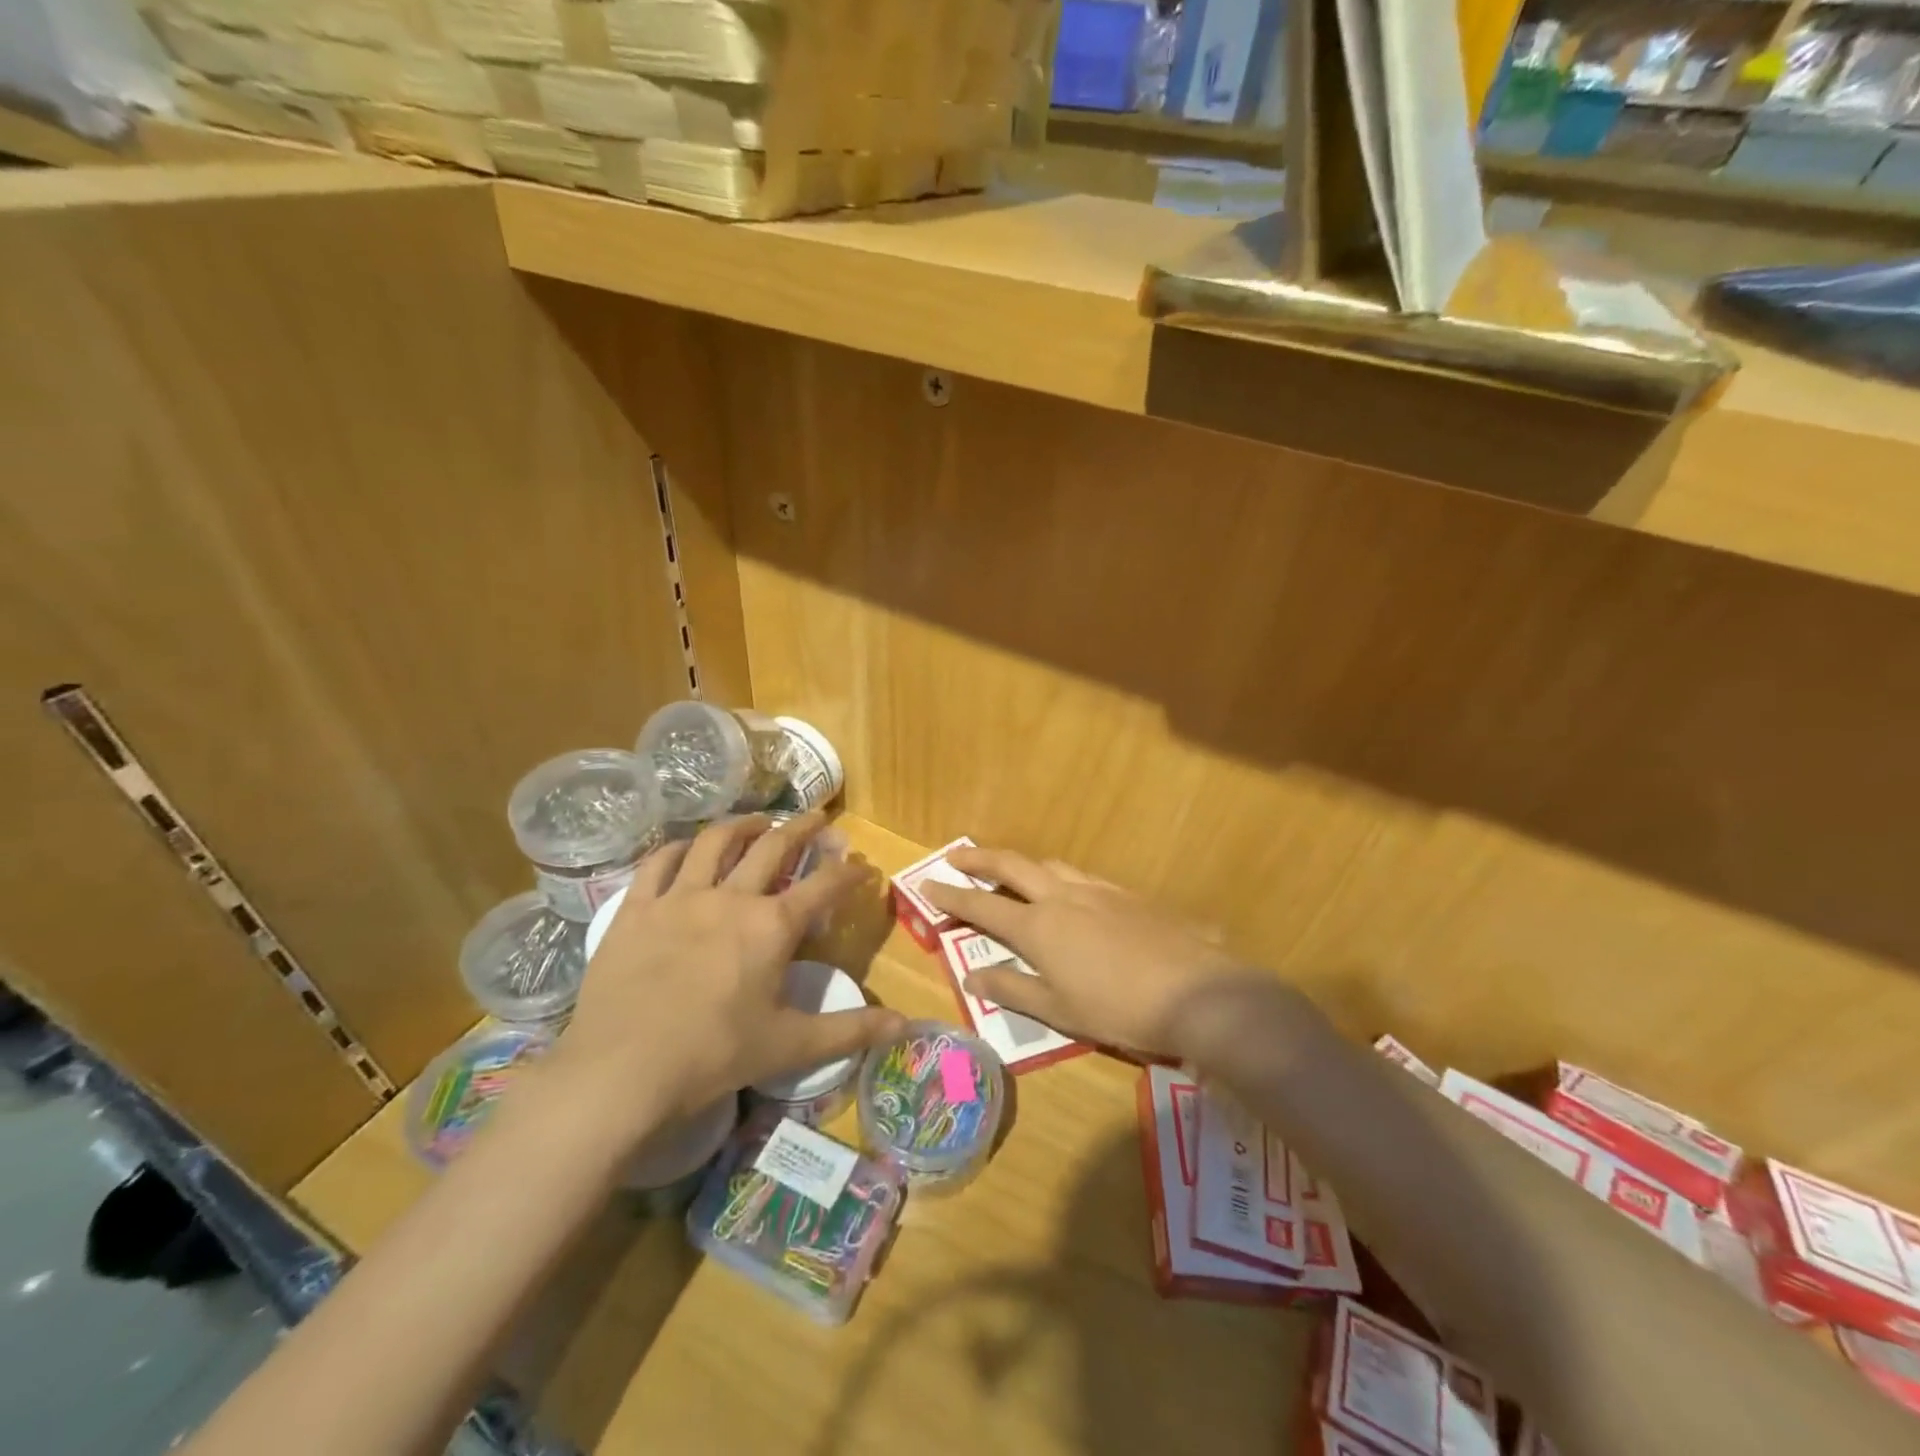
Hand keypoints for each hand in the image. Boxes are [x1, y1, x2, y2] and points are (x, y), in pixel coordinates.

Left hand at [547, 813, 903, 1143]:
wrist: (621, 1071)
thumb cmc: (714, 1056)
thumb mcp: (790, 1045)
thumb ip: (851, 1030)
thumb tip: (908, 1025)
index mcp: (772, 926)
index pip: (824, 885)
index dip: (848, 872)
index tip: (862, 866)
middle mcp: (730, 897)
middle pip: (773, 846)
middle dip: (802, 827)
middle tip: (816, 817)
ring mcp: (679, 897)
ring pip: (715, 841)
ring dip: (743, 824)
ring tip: (756, 821)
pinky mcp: (636, 908)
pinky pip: (658, 862)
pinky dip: (677, 848)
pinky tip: (685, 847)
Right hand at [919, 848, 1260, 1058]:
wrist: (1196, 992)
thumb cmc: (1118, 1009)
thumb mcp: (1058, 1010)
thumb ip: (1011, 988)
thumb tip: (970, 974)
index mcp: (1038, 926)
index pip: (982, 905)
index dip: (951, 896)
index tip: (926, 885)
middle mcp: (1062, 897)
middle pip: (1012, 865)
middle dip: (979, 858)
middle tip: (956, 856)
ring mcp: (1097, 890)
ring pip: (1049, 864)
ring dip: (1022, 864)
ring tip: (1010, 872)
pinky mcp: (1127, 894)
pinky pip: (1082, 876)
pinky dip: (1060, 877)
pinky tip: (1069, 894)